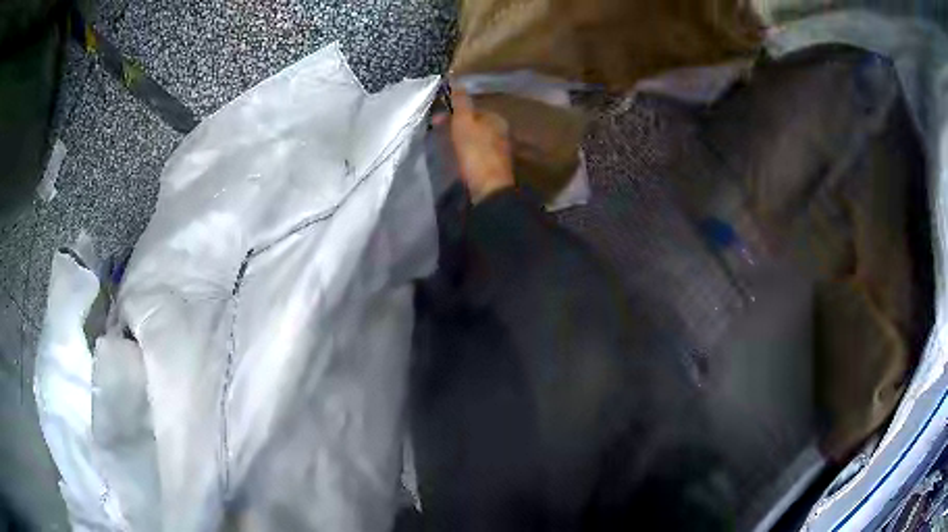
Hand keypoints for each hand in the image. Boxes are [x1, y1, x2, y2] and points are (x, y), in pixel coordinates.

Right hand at [435, 86, 514, 203]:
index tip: (435, 118)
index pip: (472, 108)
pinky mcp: (491, 167)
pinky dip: (463, 152)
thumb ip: (461, 102)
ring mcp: (497, 151)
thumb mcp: (465, 122)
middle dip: (454, 125)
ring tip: (442, 145)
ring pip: (473, 138)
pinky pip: (474, 152)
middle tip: (436, 131)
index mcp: (497, 119)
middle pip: (473, 123)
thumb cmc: (476, 152)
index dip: (453, 111)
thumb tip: (457, 80)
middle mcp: (501, 132)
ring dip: (457, 139)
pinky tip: (454, 158)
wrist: (488, 189)